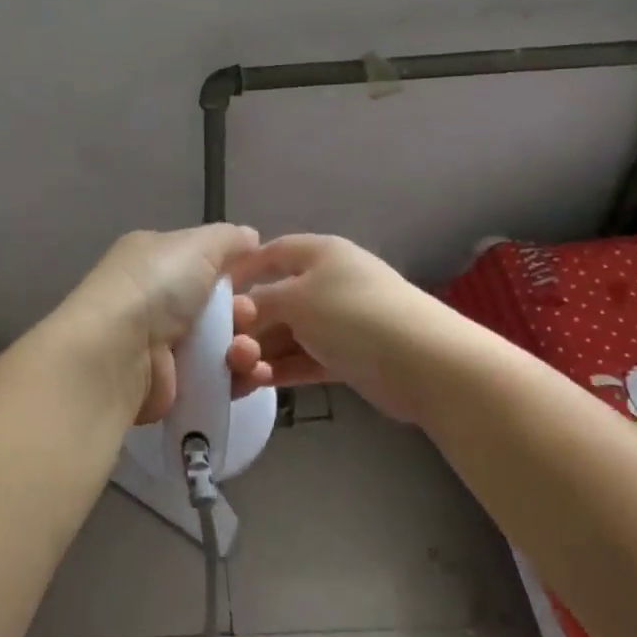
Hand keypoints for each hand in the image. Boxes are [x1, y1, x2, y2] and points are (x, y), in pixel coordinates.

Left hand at [55, 226, 273, 423]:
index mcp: (154, 259)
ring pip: (221, 345)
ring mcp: (162, 345)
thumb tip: (250, 236)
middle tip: (247, 318)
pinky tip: (252, 375)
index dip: (234, 270)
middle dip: (244, 312)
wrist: (118, 353)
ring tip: (245, 352)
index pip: (202, 261)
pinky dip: (238, 378)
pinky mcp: (171, 384)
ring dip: (244, 348)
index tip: (261, 279)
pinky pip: (216, 379)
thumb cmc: (156, 287)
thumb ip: (228, 239)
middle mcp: (155, 300)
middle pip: (218, 306)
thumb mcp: (197, 245)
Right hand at [234, 235, 434, 416]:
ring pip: (287, 334)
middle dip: (248, 325)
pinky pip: (304, 358)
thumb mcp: (296, 299)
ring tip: (241, 374)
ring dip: (261, 352)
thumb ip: (259, 303)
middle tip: (225, 349)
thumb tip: (237, 311)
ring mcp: (338, 321)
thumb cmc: (353, 315)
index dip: (241, 269)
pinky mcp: (346, 357)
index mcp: (319, 253)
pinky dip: (282, 369)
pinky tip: (260, 383)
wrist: (425, 363)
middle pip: (275, 299)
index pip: (271, 253)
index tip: (211, 295)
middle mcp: (327, 282)